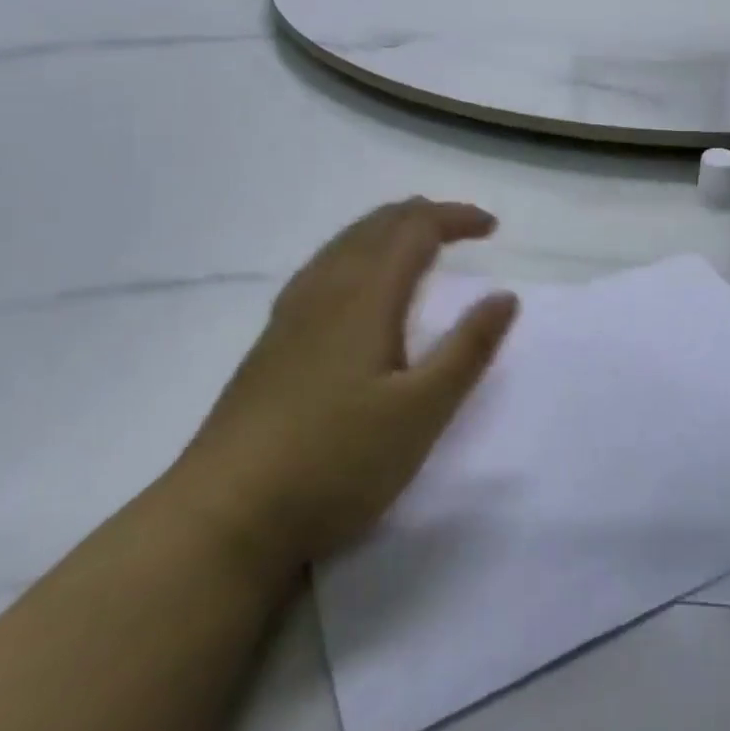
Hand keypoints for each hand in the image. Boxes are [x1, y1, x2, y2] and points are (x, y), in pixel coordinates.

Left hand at [175, 198, 517, 567]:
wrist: (224, 516)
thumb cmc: (335, 460)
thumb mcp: (421, 412)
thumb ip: (467, 349)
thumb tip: (505, 295)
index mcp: (365, 296)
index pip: (416, 229)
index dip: (456, 218)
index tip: (492, 228)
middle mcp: (326, 289)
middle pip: (377, 225)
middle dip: (424, 215)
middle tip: (461, 228)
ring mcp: (291, 314)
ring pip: (345, 243)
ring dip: (389, 229)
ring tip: (417, 244)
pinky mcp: (272, 340)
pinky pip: (324, 266)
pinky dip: (358, 252)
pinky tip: (356, 284)